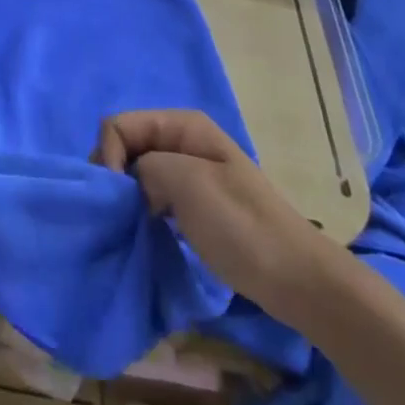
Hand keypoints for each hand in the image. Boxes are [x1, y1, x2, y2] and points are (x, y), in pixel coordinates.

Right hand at [96, 109, 337, 323]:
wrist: (297, 279)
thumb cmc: (241, 226)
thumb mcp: (187, 182)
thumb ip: (144, 166)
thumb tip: (125, 182)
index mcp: (182, 125)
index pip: (118, 125)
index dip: (108, 157)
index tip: (114, 198)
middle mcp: (182, 141)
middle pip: (125, 145)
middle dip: (114, 176)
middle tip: (117, 214)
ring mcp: (188, 173)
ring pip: (136, 172)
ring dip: (126, 196)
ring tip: (128, 225)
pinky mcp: (192, 204)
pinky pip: (151, 196)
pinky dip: (140, 210)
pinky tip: (146, 231)